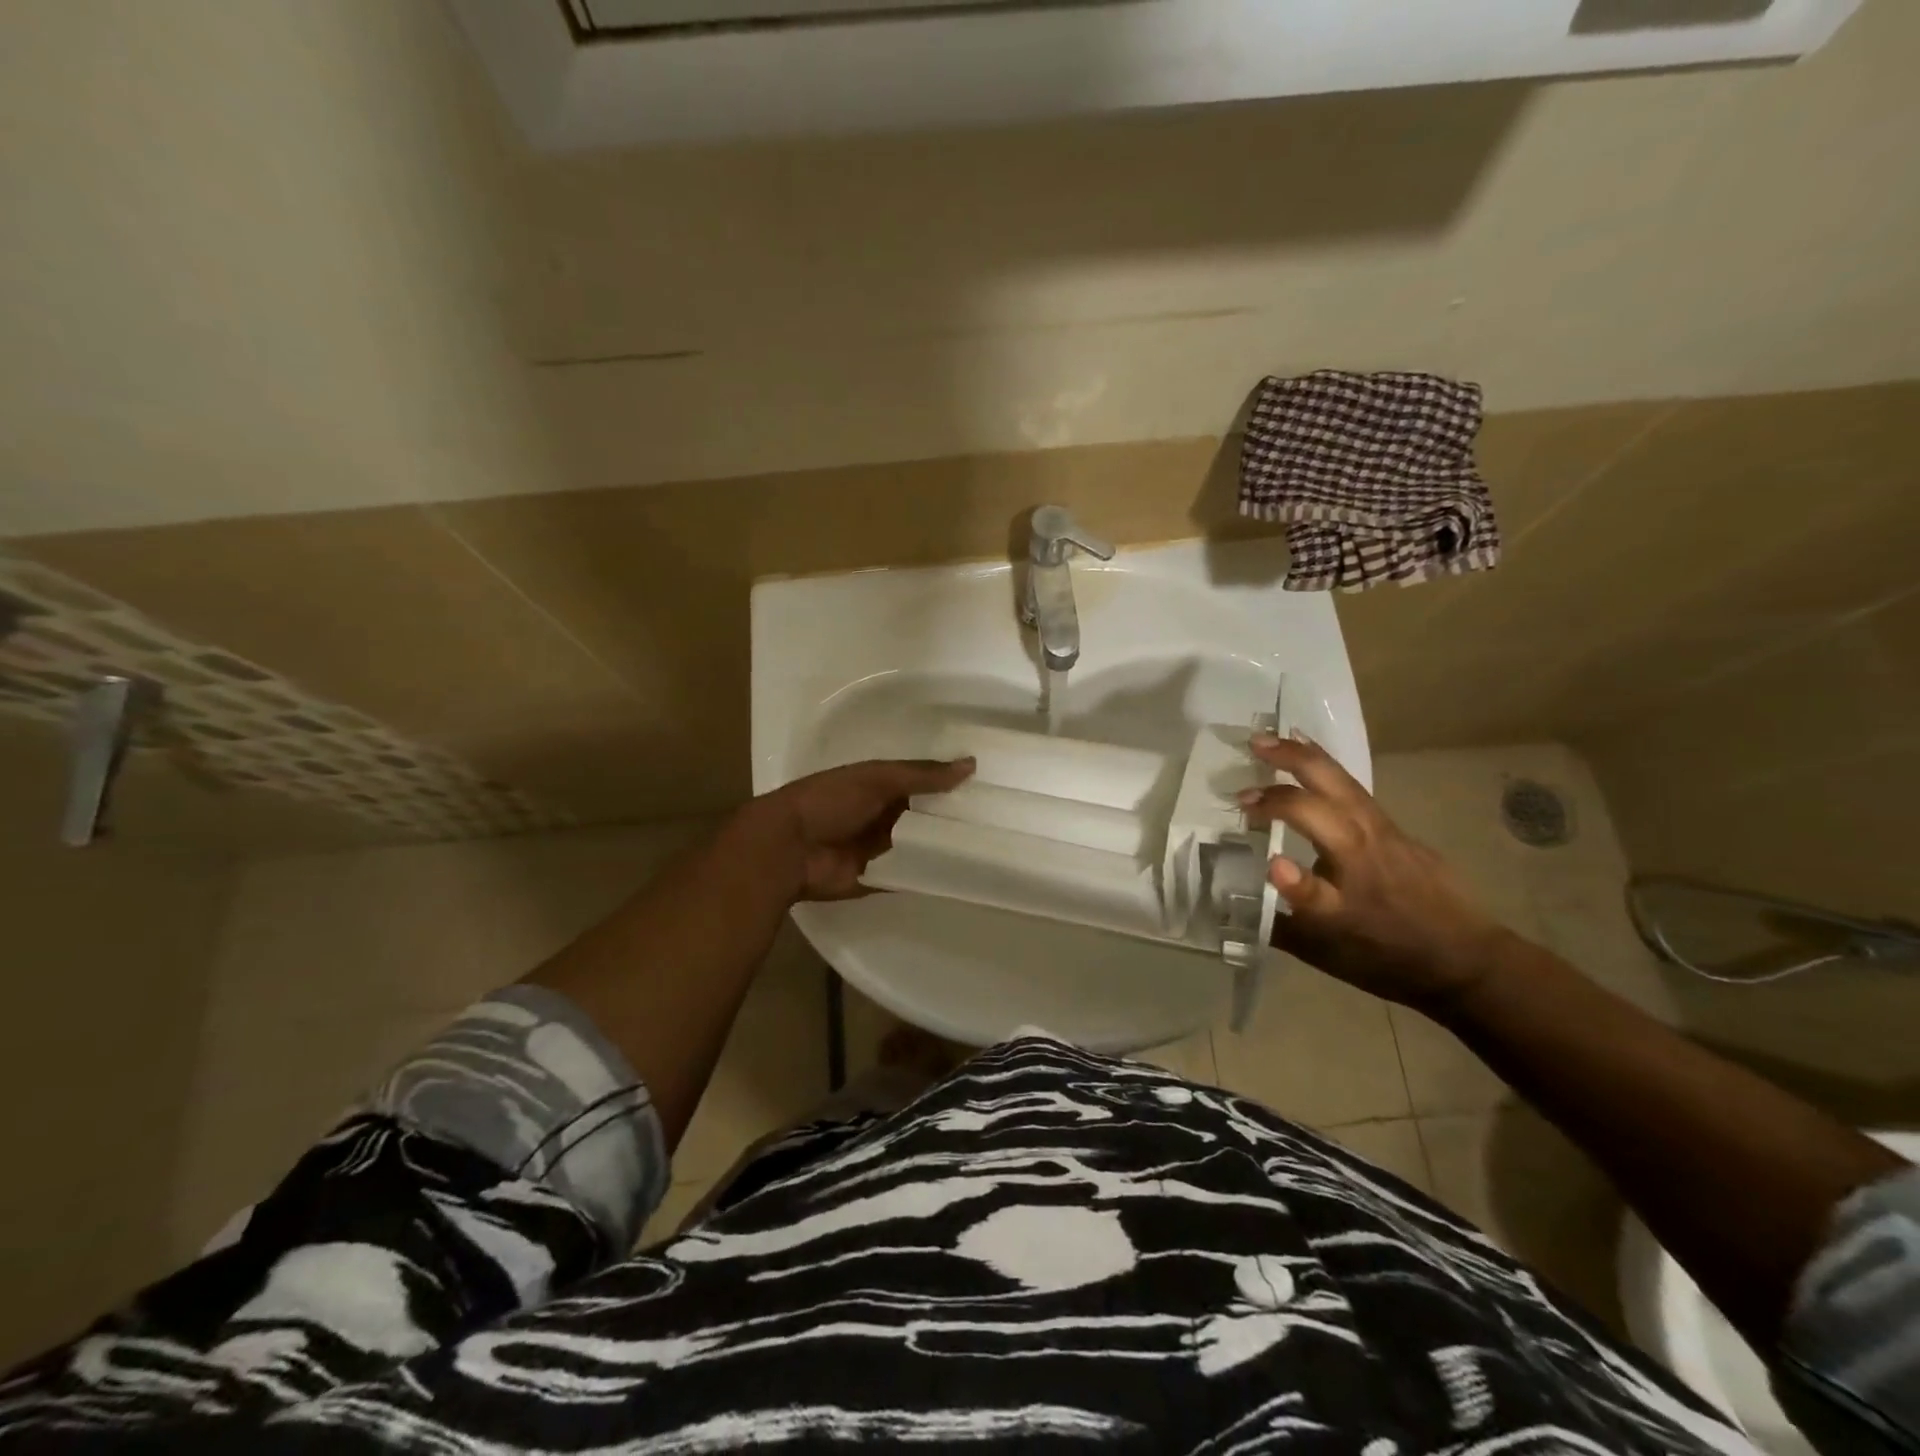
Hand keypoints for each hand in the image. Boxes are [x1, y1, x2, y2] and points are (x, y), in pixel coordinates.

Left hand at [744, 758, 975, 901]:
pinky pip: (914, 874)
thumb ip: (922, 775)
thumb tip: (971, 765)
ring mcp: (883, 849)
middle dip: (954, 816)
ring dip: (948, 845)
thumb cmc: (830, 801)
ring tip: (995, 844)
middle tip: (1000, 817)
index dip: (951, 783)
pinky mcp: (882, 878)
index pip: (923, 783)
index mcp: (879, 786)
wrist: (788, 849)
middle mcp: (883, 816)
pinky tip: (968, 872)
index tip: (990, 785)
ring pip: (923, 846)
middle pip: (926, 816)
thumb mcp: (877, 778)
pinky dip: (934, 873)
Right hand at [1239, 732, 1511, 1008]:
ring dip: (1305, 757)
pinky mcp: (1397, 829)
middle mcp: (1365, 861)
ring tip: (1272, 739)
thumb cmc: (1389, 959)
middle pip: (1324, 805)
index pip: (1313, 891)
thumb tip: (1229, 905)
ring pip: (1342, 785)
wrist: (1468, 959)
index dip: (1294, 881)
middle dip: (1285, 777)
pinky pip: (1354, 789)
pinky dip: (1326, 767)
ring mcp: (1384, 836)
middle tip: (1251, 750)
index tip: (1269, 864)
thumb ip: (1277, 925)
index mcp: (1345, 904)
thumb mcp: (1326, 956)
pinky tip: (1312, 755)